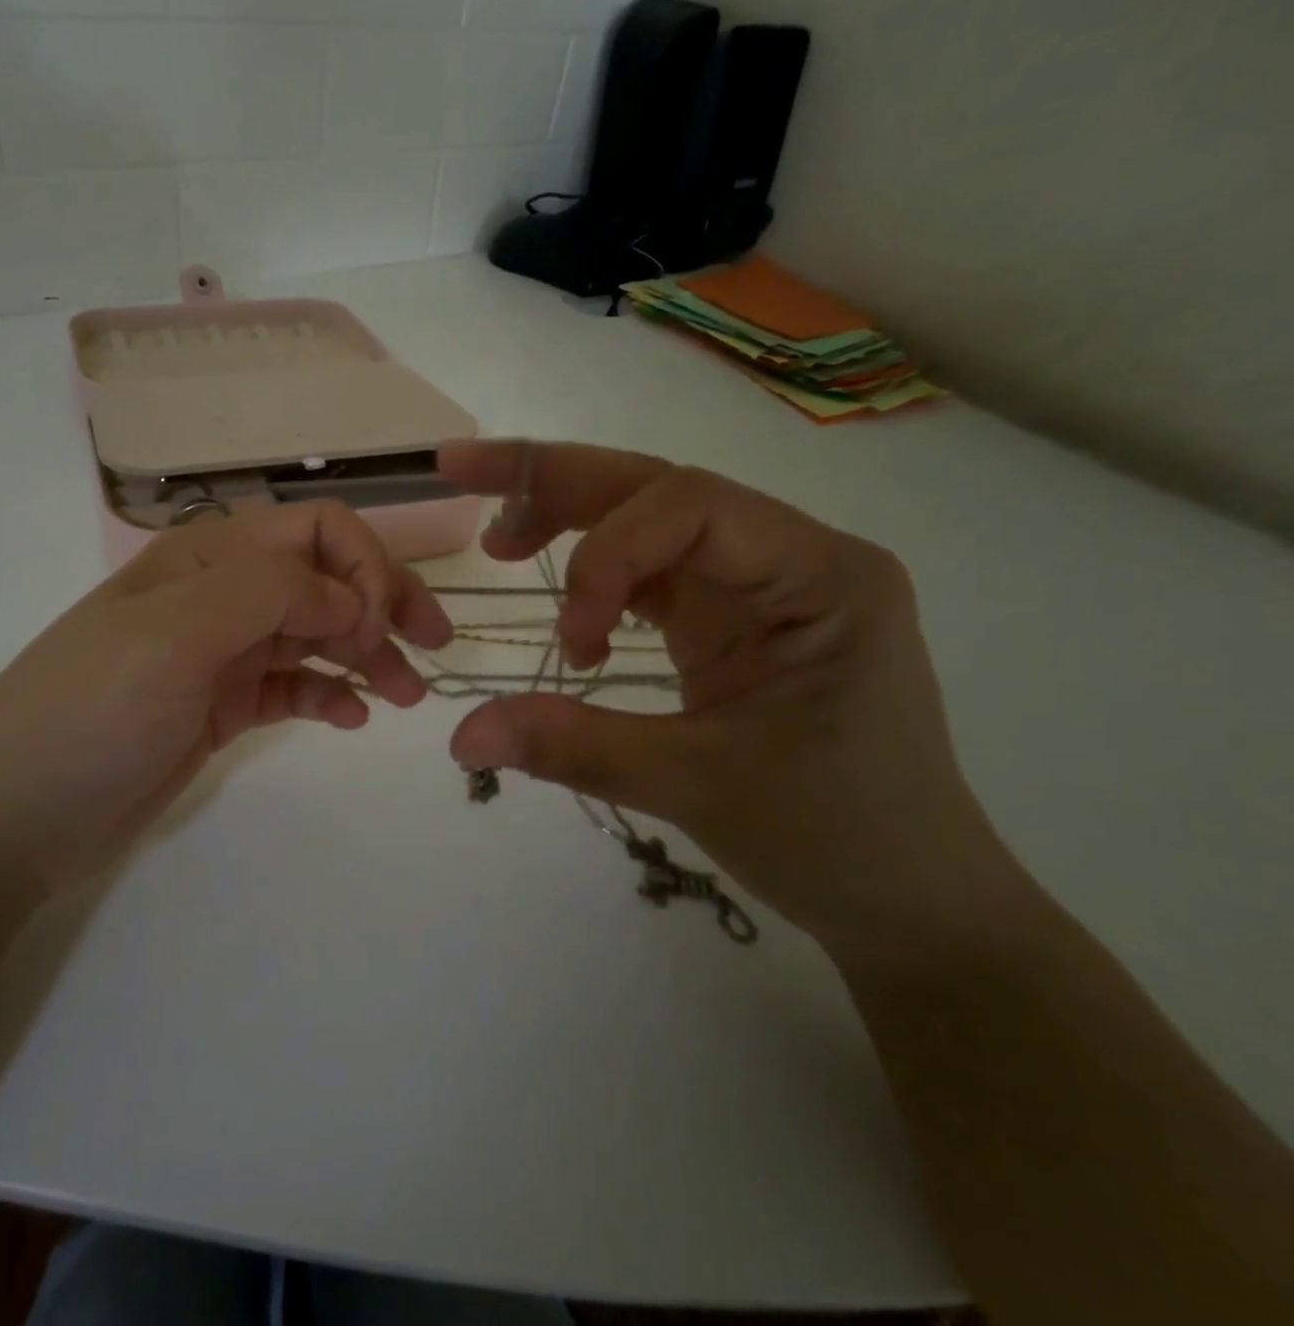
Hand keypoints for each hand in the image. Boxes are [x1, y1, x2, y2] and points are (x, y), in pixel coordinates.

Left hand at [0, 501, 451, 896]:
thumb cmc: (87, 713)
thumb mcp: (174, 636)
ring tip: (406, 696)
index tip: (379, 627)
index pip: (310, 532)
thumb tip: (347, 595)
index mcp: (205, 561)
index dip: (360, 566)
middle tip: (432, 650)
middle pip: (322, 580)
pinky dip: (328, 694)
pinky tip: (353, 719)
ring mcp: (219, 655)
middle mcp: (218, 597)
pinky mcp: (219, 708)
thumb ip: (267, 595)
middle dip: (381, 605)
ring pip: (314, 635)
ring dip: (366, 655)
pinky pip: (291, 686)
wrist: (8, 817)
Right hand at [438, 440, 1015, 950]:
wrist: (909, 898)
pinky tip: (562, 606)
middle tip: (463, 471)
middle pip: (661, 490)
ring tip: (499, 540)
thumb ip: (573, 747)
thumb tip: (459, 736)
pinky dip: (599, 578)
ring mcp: (763, 587)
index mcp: (819, 576)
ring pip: (651, 521)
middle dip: (558, 479)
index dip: (605, 553)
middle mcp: (793, 558)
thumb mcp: (695, 787)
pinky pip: (656, 573)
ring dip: (570, 519)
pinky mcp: (736, 619)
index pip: (692, 507)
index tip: (571, 646)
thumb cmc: (836, 838)